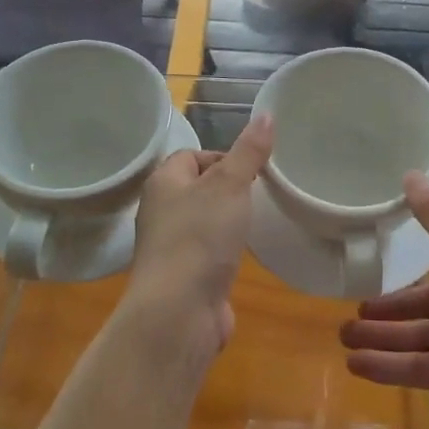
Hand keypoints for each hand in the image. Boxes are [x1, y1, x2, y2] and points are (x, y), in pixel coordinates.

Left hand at [123, 114, 274, 359]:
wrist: (178, 313)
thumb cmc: (200, 237)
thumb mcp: (230, 184)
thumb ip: (249, 151)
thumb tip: (267, 114)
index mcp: (163, 182)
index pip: (192, 155)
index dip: (223, 157)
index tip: (253, 169)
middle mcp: (161, 211)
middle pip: (198, 188)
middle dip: (229, 189)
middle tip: (259, 193)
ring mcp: (170, 247)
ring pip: (203, 222)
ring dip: (228, 222)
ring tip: (256, 222)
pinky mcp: (183, 278)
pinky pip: (207, 253)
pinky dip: (225, 252)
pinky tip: (243, 256)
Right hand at [340, 174, 428, 428]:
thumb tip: (412, 173)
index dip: (421, 248)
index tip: (384, 244)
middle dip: (392, 304)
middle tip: (353, 307)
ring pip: (424, 333)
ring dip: (384, 335)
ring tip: (343, 337)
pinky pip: (425, 366)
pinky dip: (392, 365)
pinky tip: (356, 365)